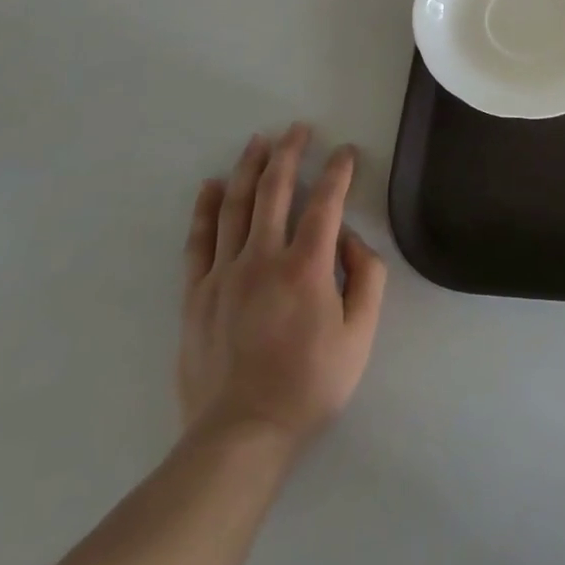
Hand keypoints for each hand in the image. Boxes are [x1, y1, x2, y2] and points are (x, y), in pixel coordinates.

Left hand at [178, 124, 386, 456]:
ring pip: (235, 206)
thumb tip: (351, 239)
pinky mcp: (196, 294)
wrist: (241, 435)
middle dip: (288, 153)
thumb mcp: (360, 335)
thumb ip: (367, 278)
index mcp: (307, 267)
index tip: (345, 152)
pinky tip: (212, 186)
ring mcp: (224, 274)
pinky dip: (206, 208)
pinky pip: (199, 240)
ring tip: (258, 141)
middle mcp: (263, 258)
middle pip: (274, 190)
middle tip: (297, 129)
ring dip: (249, 168)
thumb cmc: (310, 384)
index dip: (338, 171)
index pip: (326, 202)